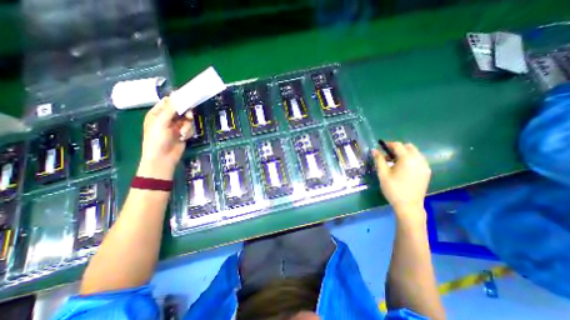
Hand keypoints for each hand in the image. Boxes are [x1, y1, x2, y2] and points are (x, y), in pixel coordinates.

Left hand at [137, 97, 194, 180]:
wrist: (163, 157)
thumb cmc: (157, 139)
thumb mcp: (161, 122)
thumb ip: (170, 109)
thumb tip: (175, 95)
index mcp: (158, 113)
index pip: (168, 102)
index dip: (177, 100)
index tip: (187, 98)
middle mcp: (167, 118)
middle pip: (181, 110)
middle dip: (185, 114)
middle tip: (189, 116)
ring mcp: (176, 126)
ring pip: (187, 120)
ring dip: (186, 126)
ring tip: (182, 133)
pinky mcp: (183, 133)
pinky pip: (190, 128)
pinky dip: (188, 132)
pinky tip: (183, 137)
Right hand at [373, 141, 429, 212]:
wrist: (408, 206)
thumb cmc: (393, 189)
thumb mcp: (383, 174)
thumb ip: (379, 160)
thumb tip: (374, 150)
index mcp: (407, 159)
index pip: (398, 145)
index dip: (388, 144)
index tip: (381, 148)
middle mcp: (418, 160)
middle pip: (408, 147)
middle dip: (397, 148)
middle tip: (387, 156)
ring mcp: (424, 166)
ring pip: (414, 153)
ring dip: (404, 153)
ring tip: (394, 163)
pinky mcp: (427, 172)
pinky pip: (418, 159)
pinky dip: (410, 159)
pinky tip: (403, 168)